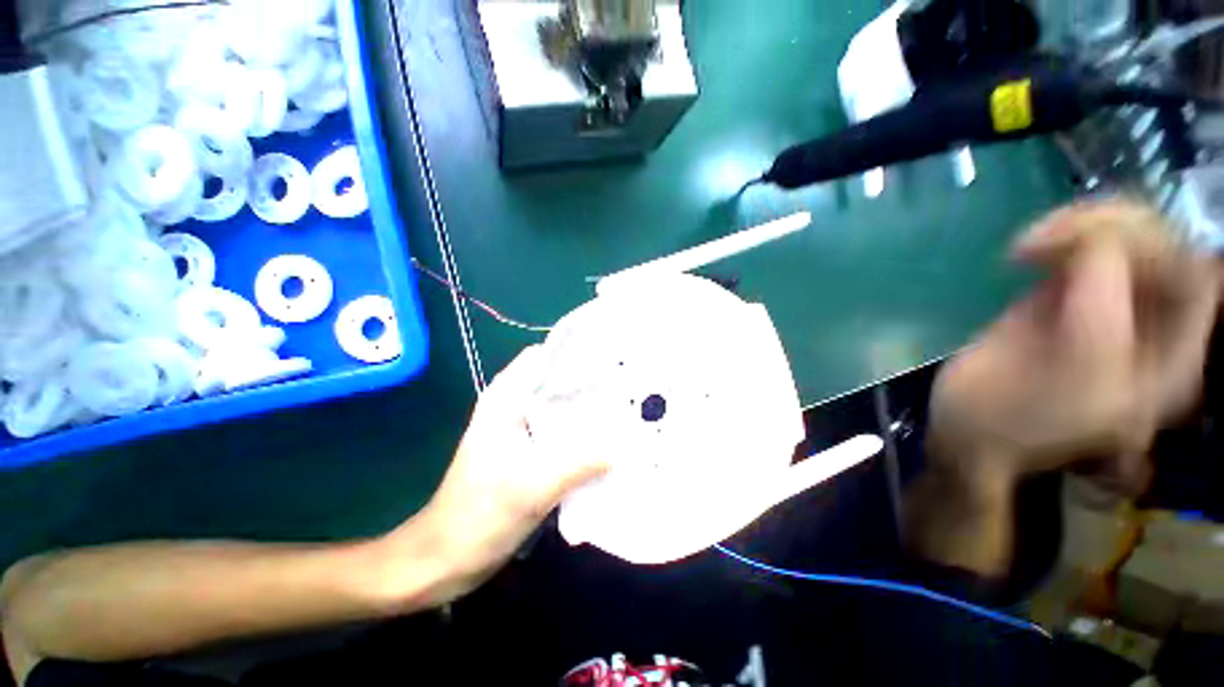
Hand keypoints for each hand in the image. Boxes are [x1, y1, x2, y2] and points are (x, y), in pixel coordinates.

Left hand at [382, 346, 608, 604]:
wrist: (445, 559)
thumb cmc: (480, 515)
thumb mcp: (534, 486)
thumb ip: (582, 461)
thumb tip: (627, 443)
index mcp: (505, 398)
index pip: (545, 356)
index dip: (577, 352)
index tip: (613, 358)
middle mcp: (513, 405)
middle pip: (556, 380)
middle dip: (591, 381)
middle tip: (628, 385)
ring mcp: (520, 429)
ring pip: (560, 406)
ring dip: (588, 408)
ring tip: (625, 407)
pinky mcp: (527, 451)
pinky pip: (560, 431)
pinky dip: (581, 432)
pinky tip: (607, 439)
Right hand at [928, 199, 1221, 496]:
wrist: (966, 429)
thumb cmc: (1020, 416)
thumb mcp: (1077, 365)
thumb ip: (1102, 298)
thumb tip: (1093, 237)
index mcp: (1172, 354)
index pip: (1193, 272)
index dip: (1152, 247)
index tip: (1088, 251)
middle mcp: (1149, 324)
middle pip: (1158, 244)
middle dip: (1106, 229)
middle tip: (1045, 240)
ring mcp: (1104, 308)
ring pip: (1118, 237)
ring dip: (1077, 228)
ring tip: (1025, 247)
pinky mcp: (1063, 299)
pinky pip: (1078, 250)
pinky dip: (1054, 239)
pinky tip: (1020, 255)